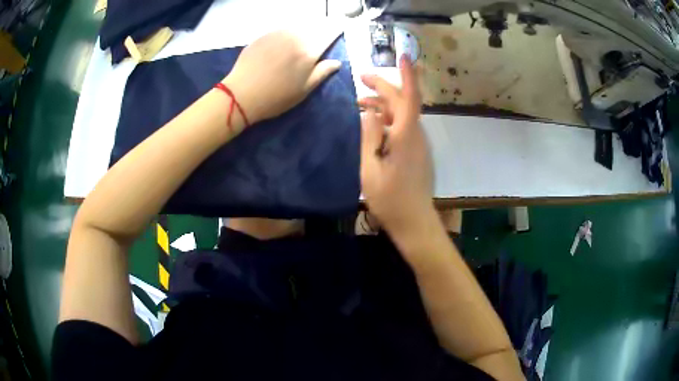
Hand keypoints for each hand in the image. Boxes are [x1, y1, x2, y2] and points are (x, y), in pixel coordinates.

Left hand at [223, 26, 342, 123]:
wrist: (241, 94)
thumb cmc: (275, 97)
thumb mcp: (303, 90)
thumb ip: (322, 73)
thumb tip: (337, 62)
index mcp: (309, 51)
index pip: (328, 35)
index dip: (335, 31)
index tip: (339, 28)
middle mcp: (295, 37)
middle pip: (313, 27)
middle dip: (321, 28)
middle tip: (324, 31)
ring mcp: (277, 34)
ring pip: (297, 26)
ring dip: (304, 29)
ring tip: (305, 35)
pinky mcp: (263, 36)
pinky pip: (282, 30)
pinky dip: (288, 32)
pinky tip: (285, 41)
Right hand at [359, 56, 434, 237]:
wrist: (414, 221)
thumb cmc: (390, 199)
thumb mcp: (370, 169)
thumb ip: (370, 137)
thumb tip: (370, 110)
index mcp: (406, 137)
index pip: (410, 98)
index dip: (408, 75)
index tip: (404, 56)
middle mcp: (416, 135)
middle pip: (403, 102)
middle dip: (383, 86)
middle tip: (360, 79)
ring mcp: (418, 143)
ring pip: (402, 113)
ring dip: (383, 103)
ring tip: (359, 101)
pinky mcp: (416, 151)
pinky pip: (403, 126)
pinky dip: (387, 118)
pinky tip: (372, 122)